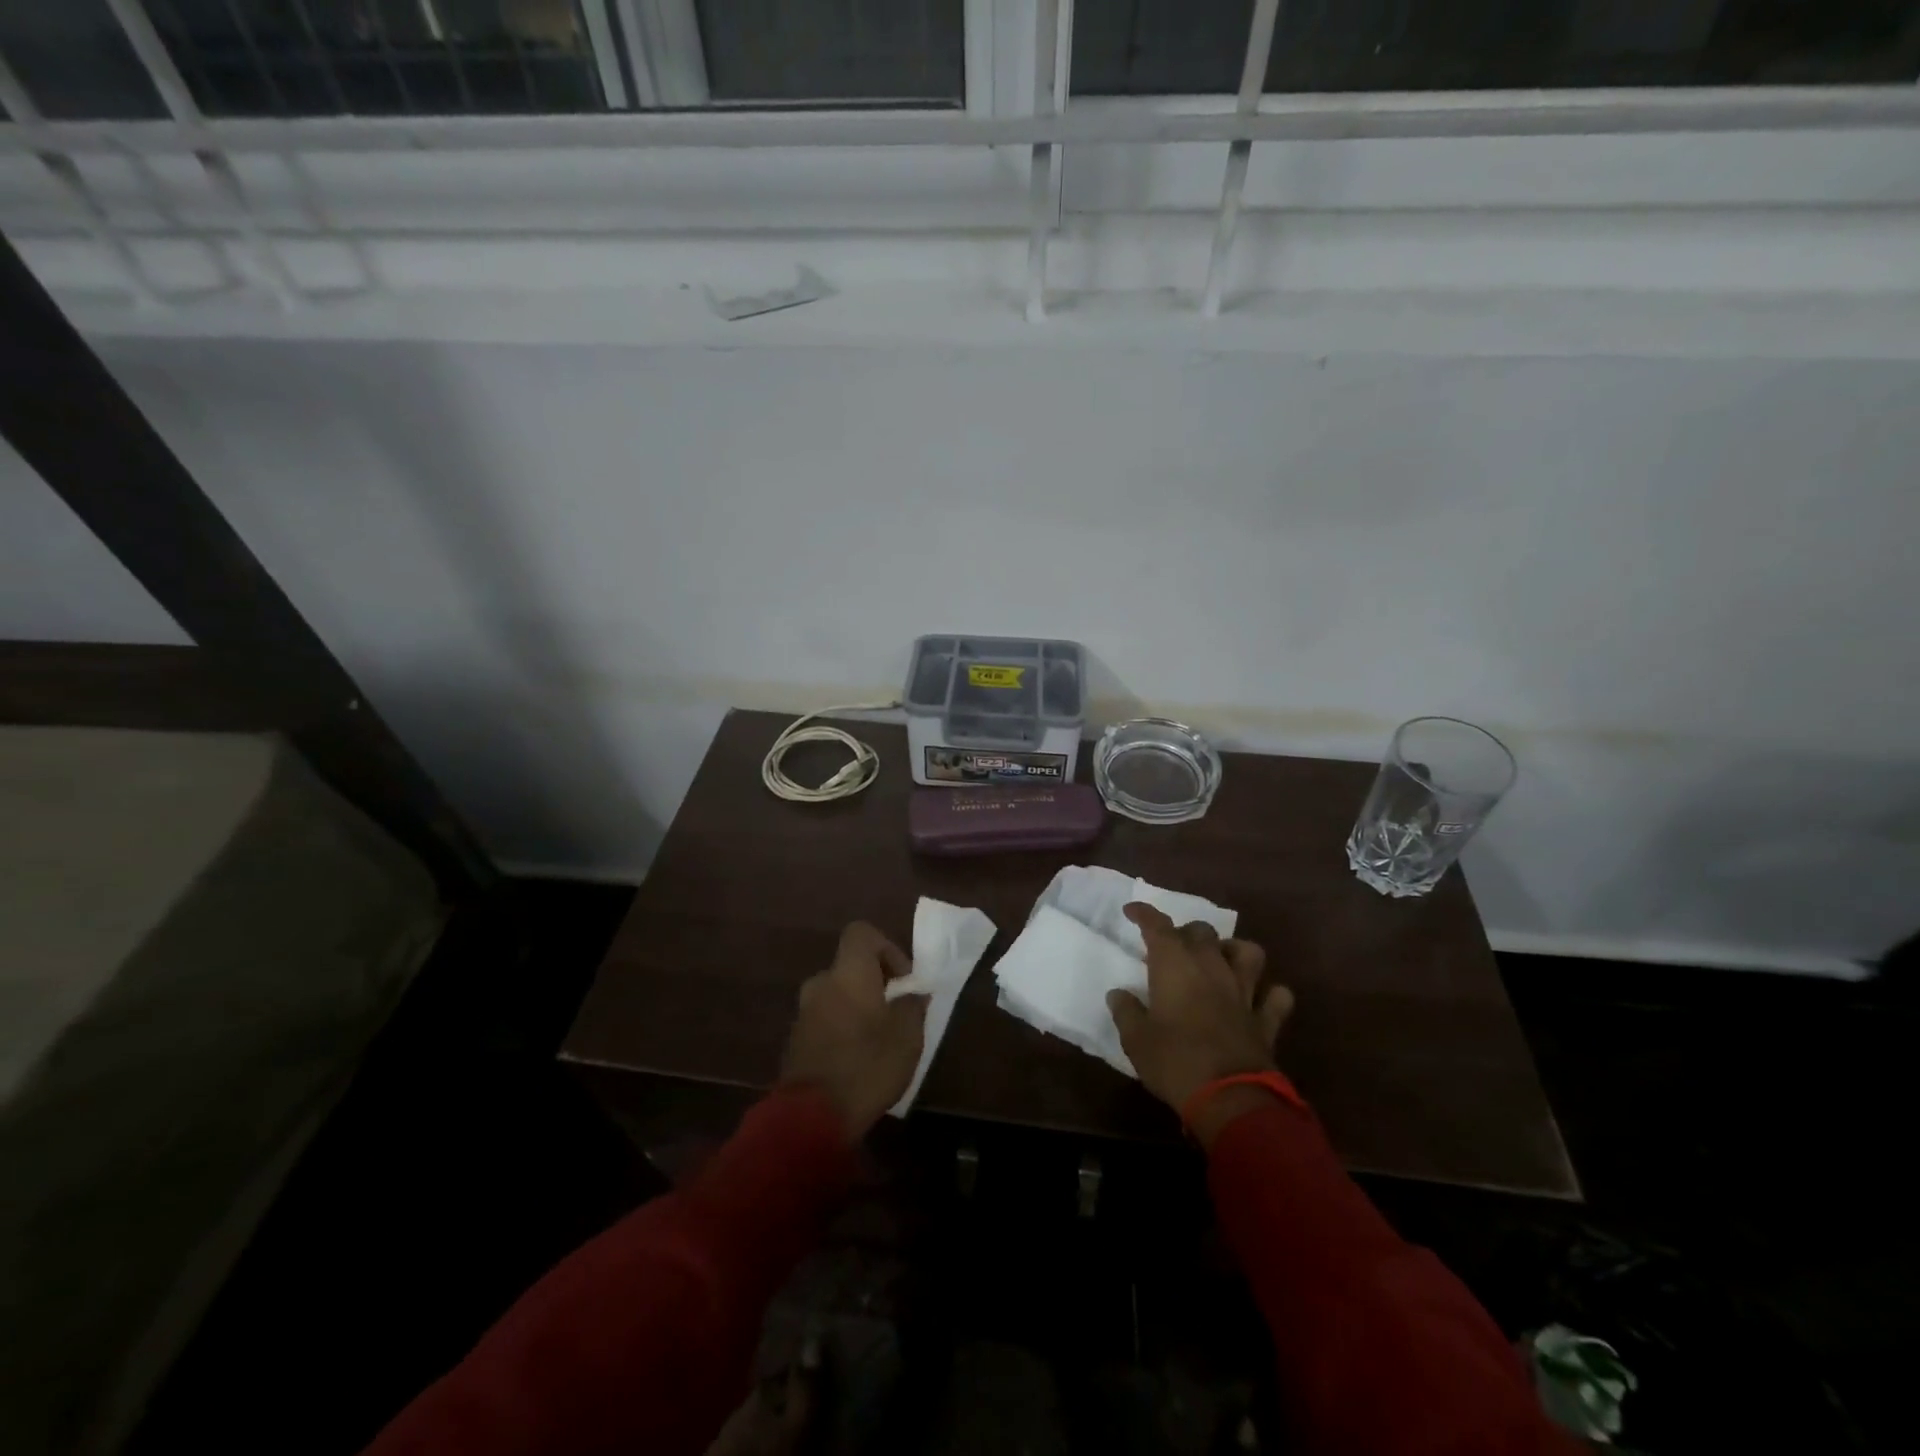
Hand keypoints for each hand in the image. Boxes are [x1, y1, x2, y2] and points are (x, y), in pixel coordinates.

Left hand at [780, 922, 927, 1139]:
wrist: (811, 1117)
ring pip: (837, 995)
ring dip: (858, 1007)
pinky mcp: (795, 1041)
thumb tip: (913, 994)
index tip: (903, 979)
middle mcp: (821, 983)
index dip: (887, 948)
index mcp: (848, 973)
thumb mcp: (907, 1036)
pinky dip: (841, 1028)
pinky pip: (825, 1019)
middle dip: (875, 983)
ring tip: (879, 1040)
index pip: (862, 933)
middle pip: (850, 966)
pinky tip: (857, 1060)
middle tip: (896, 1012)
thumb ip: (912, 1006)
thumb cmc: (867, 1065)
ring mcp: (803, 1013)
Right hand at [1106, 904, 1293, 1140]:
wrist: (1229, 1097)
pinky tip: (1258, 998)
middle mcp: (1211, 967)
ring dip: (1233, 950)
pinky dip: (1269, 993)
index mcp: (1175, 965)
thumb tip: (1118, 994)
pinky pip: (1276, 997)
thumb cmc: (1174, 1061)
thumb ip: (1126, 1011)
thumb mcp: (1135, 1039)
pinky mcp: (1266, 1019)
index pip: (1158, 926)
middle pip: (1202, 932)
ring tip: (1220, 960)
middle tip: (1172, 949)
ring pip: (1248, 952)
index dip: (1144, 914)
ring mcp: (1243, 991)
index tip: (1132, 911)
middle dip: (1185, 933)